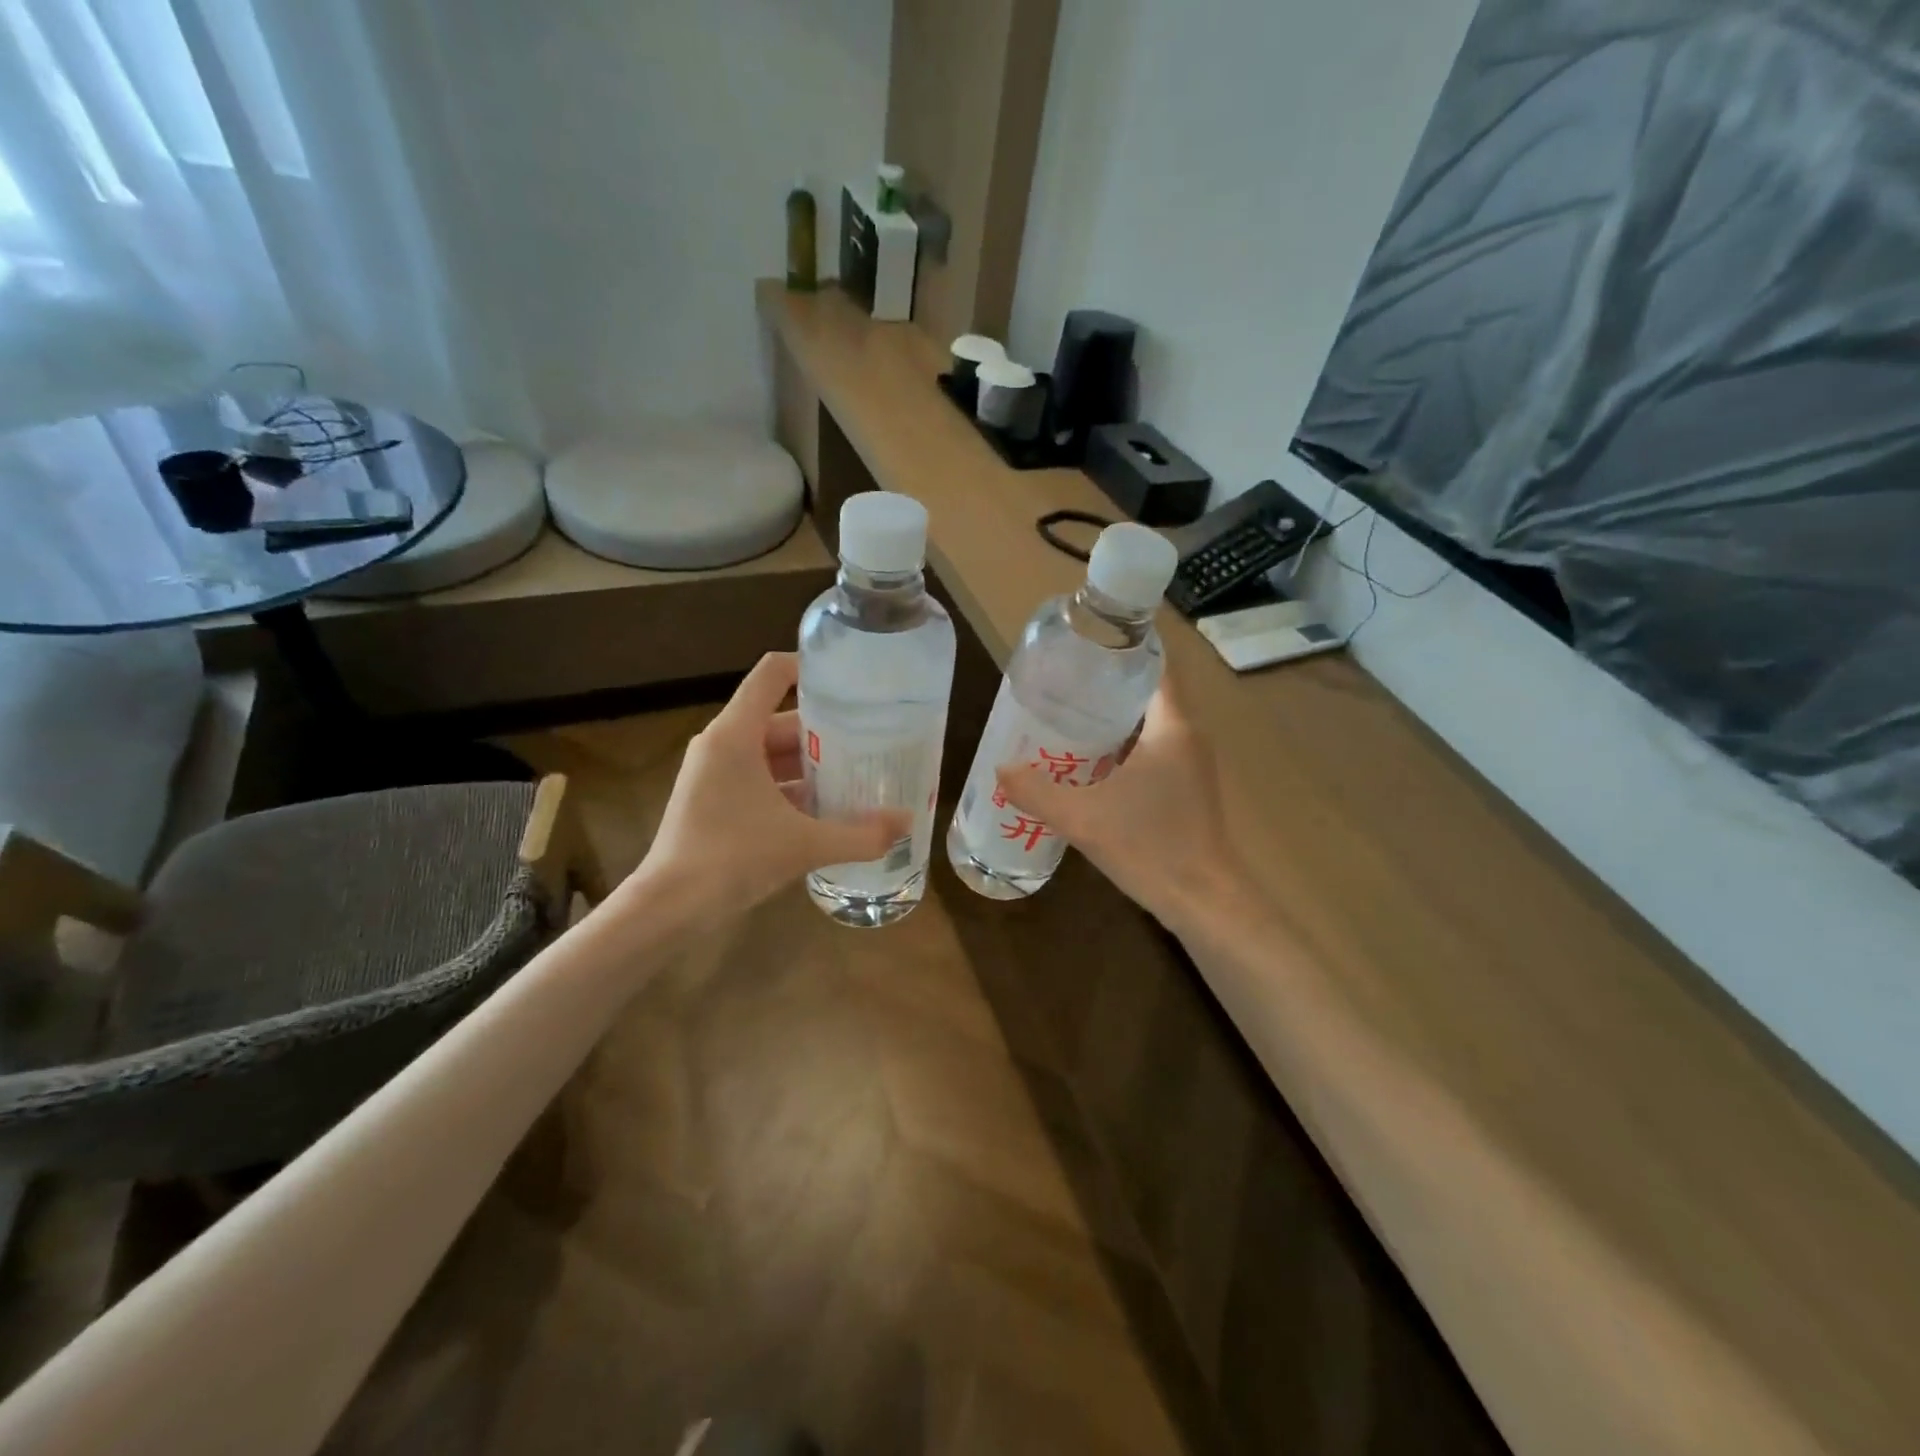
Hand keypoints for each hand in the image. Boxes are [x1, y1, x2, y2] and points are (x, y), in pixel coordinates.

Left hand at [628, 653, 909, 920]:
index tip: (853, 682)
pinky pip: (762, 779)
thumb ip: (860, 834)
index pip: (772, 674)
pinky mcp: (715, 799)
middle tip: (873, 740)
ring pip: (773, 753)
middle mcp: (723, 744)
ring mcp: (716, 773)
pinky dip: (793, 788)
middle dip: (827, 731)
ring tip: (859, 774)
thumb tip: (908, 823)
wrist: (670, 908)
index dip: (811, 668)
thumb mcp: (804, 844)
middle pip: (781, 718)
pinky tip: (828, 809)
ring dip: (812, 764)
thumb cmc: (732, 858)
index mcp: (735, 734)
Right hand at [996, 671, 1250, 931]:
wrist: (1203, 901)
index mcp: (1173, 727)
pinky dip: (1122, 750)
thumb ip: (1037, 792)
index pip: (1155, 667)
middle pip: (1147, 695)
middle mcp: (1188, 737)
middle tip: (1060, 687)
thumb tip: (1001, 769)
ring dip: (1112, 722)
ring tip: (1066, 720)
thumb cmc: (1150, 846)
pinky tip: (1089, 767)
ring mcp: (1191, 766)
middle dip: (1105, 688)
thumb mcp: (1083, 817)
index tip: (1083, 647)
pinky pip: (1152, 754)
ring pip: (1149, 727)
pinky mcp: (1187, 791)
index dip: (1123, 650)